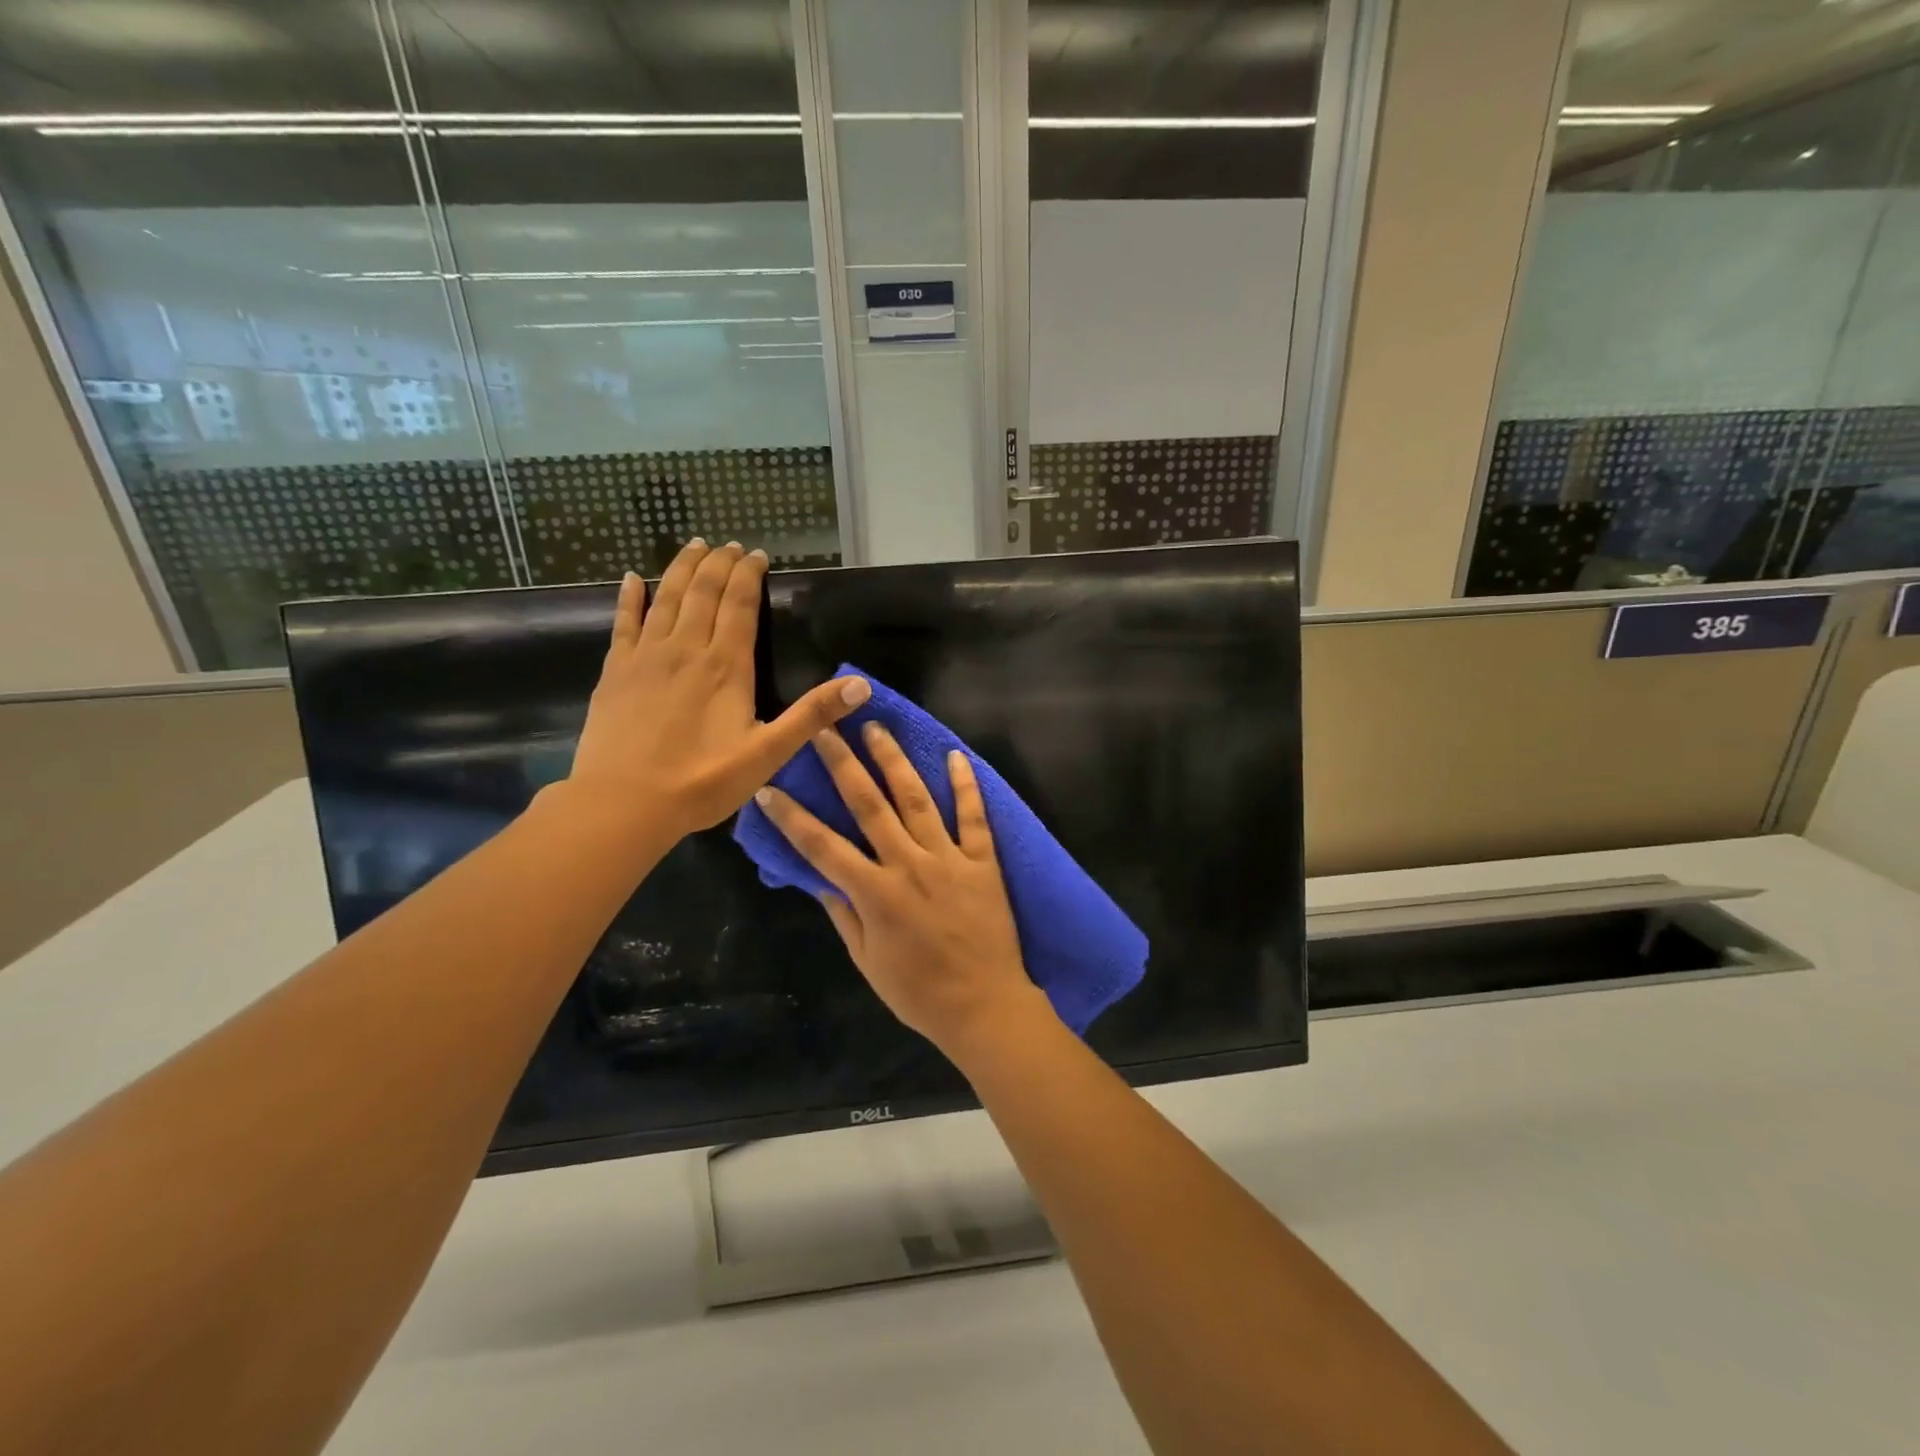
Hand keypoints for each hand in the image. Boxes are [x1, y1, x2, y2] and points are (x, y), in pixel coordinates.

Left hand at [565, 540, 869, 846]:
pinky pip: (623, 623)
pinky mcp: (615, 671)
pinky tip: (630, 579)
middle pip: (704, 592)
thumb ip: (813, 715)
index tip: (757, 555)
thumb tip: (861, 684)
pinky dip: (629, 598)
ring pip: (667, 598)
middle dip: (718, 563)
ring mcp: (646, 656)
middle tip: (730, 545)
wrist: (624, 803)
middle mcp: (686, 649)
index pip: (740, 606)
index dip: (749, 576)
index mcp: (726, 666)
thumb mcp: (769, 753)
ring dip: (682, 569)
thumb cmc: (702, 781)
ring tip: (693, 545)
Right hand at [754, 722, 1050, 1063]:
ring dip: (894, 760)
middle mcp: (908, 865)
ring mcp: (948, 859)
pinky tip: (956, 755)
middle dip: (842, 764)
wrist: (984, 1006)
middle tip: (824, 729)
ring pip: (917, 799)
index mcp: (874, 893)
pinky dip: (966, 785)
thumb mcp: (867, 961)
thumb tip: (817, 878)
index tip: (769, 787)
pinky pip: (973, 816)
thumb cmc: (918, 992)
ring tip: (876, 728)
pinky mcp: (983, 861)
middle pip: (869, 805)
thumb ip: (843, 915)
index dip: (791, 817)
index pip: (821, 846)